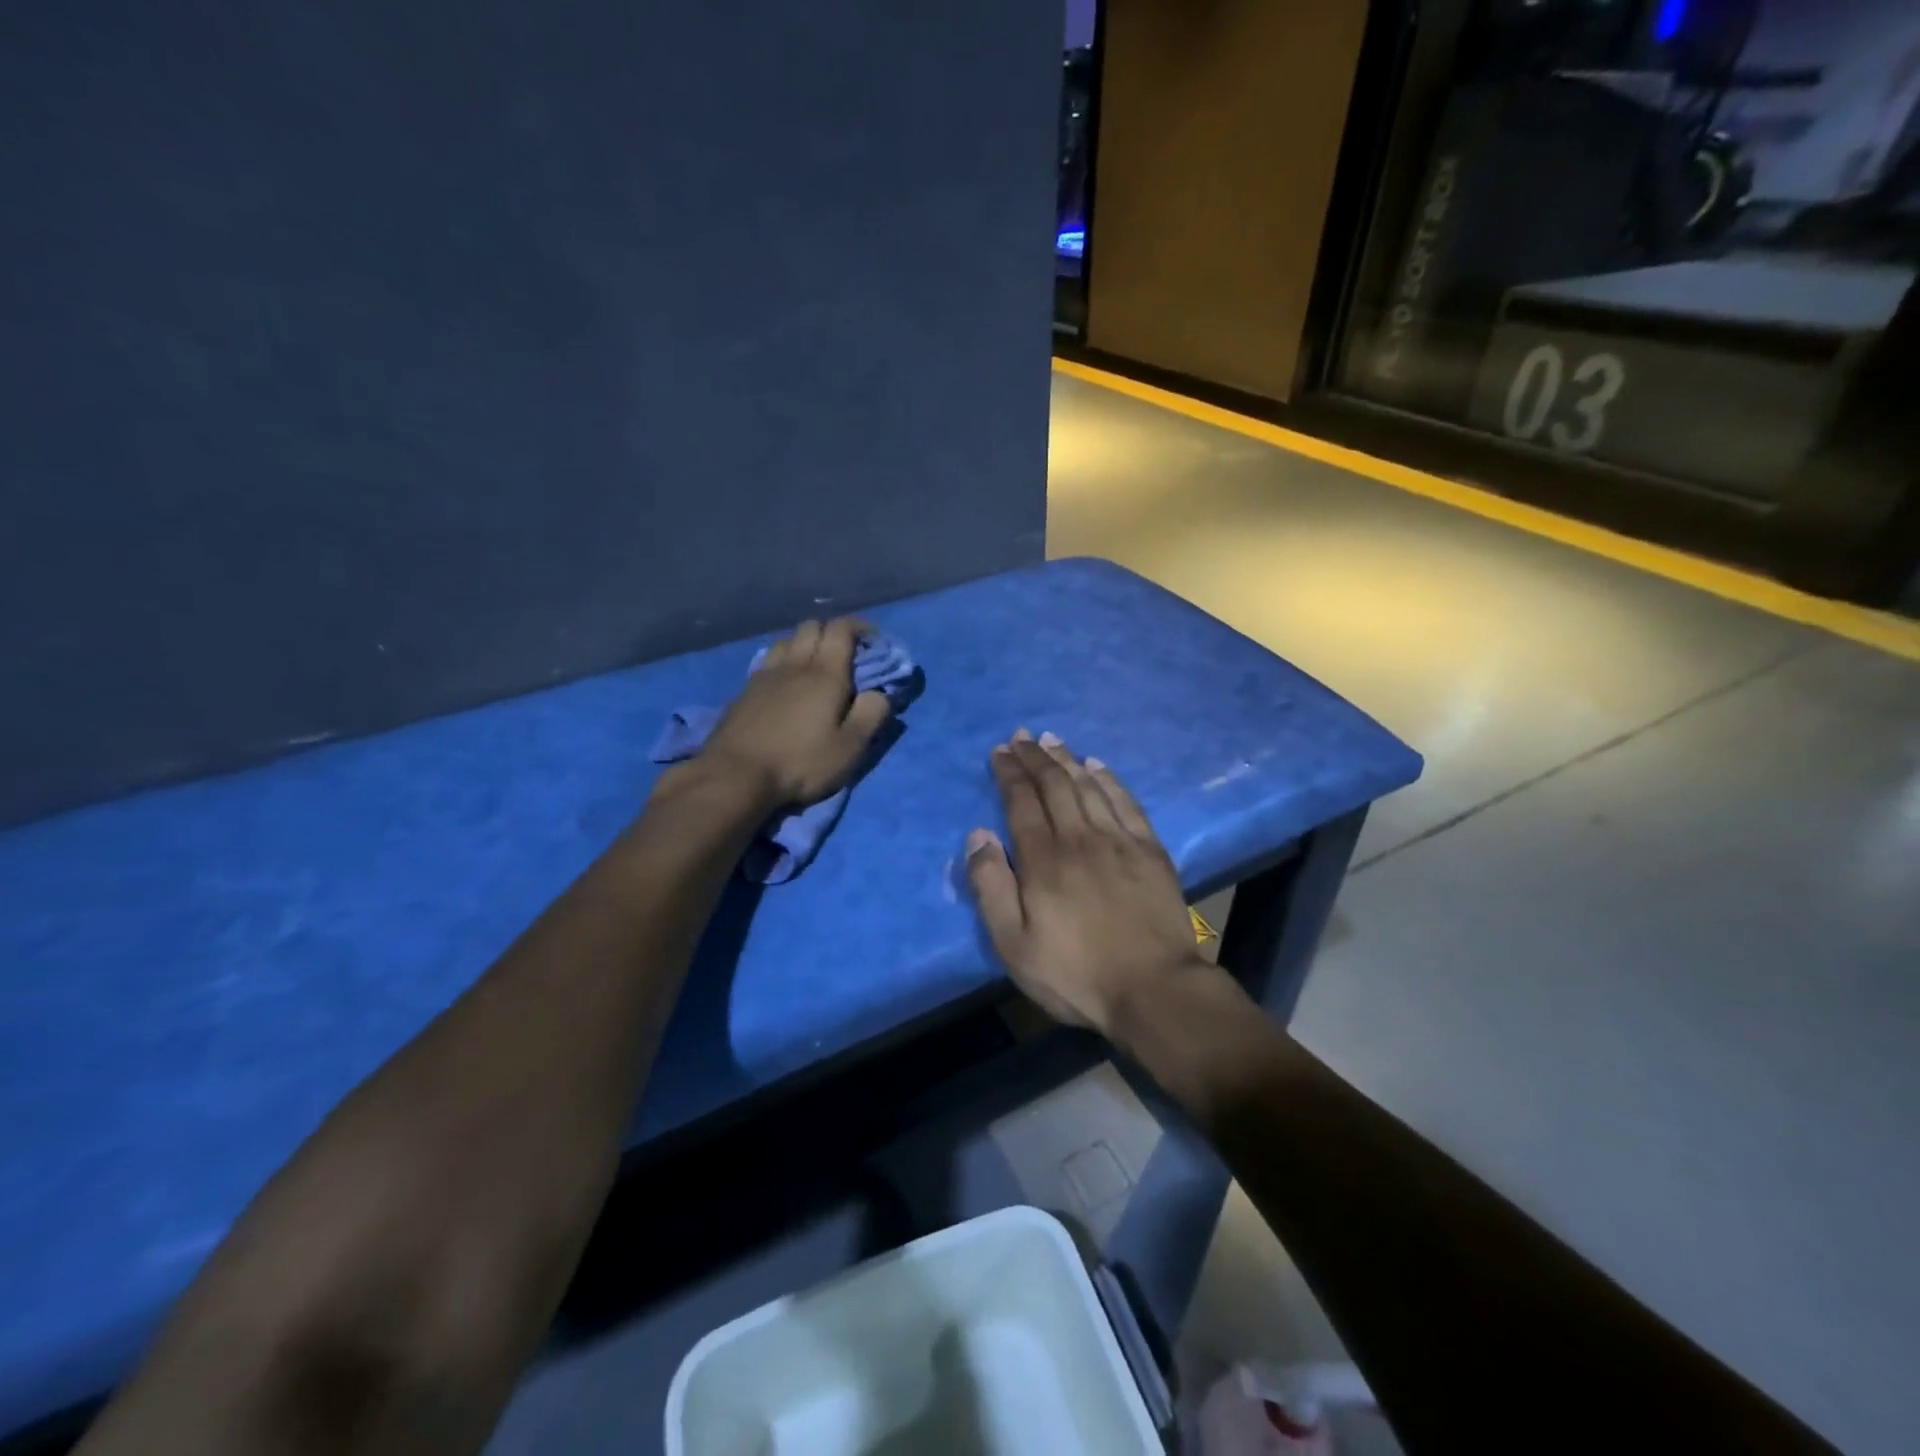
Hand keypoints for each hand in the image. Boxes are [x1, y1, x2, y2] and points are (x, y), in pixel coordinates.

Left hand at [687, 618, 892, 809]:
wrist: (735, 775)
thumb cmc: (800, 762)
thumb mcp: (849, 748)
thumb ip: (871, 715)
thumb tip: (880, 693)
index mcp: (825, 673)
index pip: (842, 629)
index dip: (859, 627)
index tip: (873, 640)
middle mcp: (794, 664)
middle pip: (812, 627)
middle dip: (832, 632)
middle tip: (846, 653)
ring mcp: (764, 675)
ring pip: (787, 641)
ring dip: (805, 644)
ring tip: (814, 665)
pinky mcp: (744, 691)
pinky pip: (768, 661)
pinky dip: (783, 662)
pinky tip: (784, 682)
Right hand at [965, 730, 1208, 1037]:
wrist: (1154, 989)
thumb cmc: (1076, 973)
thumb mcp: (1014, 944)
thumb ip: (991, 887)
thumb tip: (978, 835)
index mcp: (1043, 859)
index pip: (1021, 801)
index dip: (1009, 773)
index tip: (1000, 751)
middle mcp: (1080, 837)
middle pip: (1054, 785)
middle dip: (1034, 757)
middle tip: (1021, 736)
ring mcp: (1119, 840)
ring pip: (1088, 786)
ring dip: (1067, 759)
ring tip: (1051, 740)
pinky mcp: (1149, 850)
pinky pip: (1126, 801)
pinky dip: (1109, 779)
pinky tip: (1097, 766)